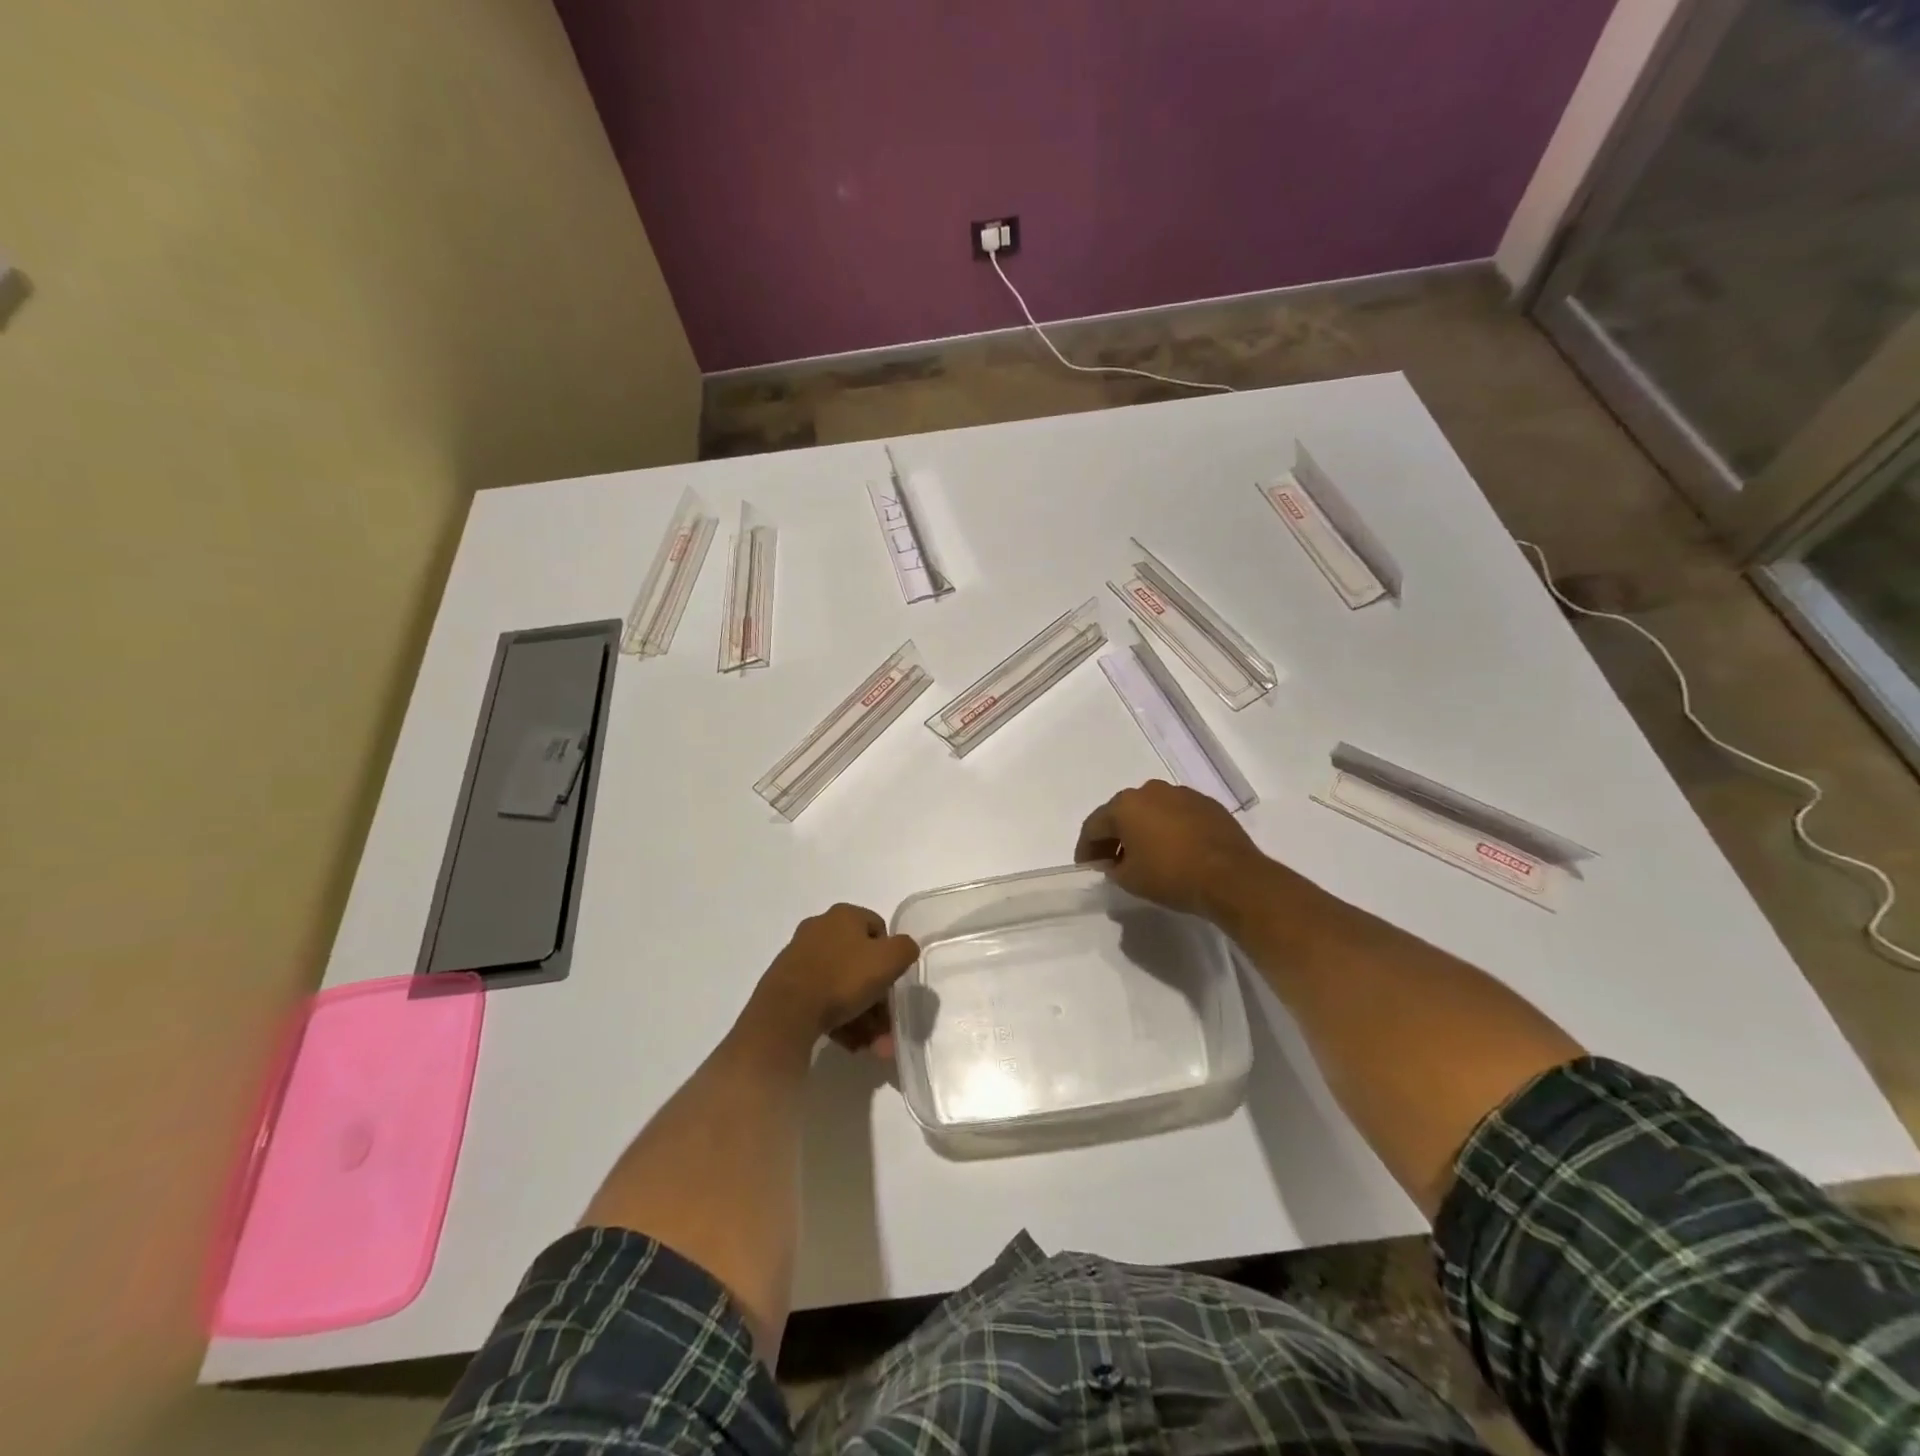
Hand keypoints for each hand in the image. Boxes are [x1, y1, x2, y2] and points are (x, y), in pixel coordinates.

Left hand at [746, 903, 918, 1057]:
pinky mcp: (787, 986)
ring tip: (873, 1047)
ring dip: (863, 1017)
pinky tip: (852, 1045)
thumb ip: (905, 948)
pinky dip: (840, 1020)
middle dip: (878, 999)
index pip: (878, 928)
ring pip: (842, 986)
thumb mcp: (889, 959)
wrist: (786, 1012)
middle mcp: (820, 930)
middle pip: (860, 963)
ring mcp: (800, 958)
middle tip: (887, 1027)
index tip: (893, 983)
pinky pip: (822, 1001)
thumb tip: (903, 949)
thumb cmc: (843, 978)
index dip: (891, 956)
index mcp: (843, 915)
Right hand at [1074, 779, 1285, 921]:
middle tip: (1111, 859)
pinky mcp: (1207, 804)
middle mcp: (1150, 791)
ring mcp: (1182, 794)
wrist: (1231, 877)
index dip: (1086, 848)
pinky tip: (1174, 849)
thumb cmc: (1172, 876)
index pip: (1094, 825)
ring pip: (1151, 810)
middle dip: (1114, 835)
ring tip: (1144, 854)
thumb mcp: (1130, 880)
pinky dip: (1169, 828)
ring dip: (1143, 829)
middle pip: (1122, 812)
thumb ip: (1112, 868)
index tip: (1086, 866)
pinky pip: (1177, 814)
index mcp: (1125, 805)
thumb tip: (1114, 861)